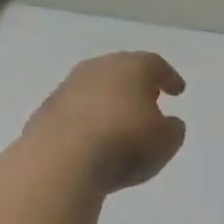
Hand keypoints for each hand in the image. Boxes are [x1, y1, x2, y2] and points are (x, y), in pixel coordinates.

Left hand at [21, 52, 187, 192]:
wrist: (60, 159)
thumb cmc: (124, 143)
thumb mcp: (165, 142)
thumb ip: (172, 130)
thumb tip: (168, 124)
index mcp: (133, 67)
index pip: (155, 65)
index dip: (169, 78)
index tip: (177, 91)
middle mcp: (99, 67)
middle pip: (122, 71)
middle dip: (136, 85)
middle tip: (148, 101)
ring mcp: (68, 87)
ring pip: (95, 89)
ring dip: (108, 102)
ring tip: (118, 123)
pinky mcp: (45, 110)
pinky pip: (74, 111)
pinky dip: (86, 120)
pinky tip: (91, 139)